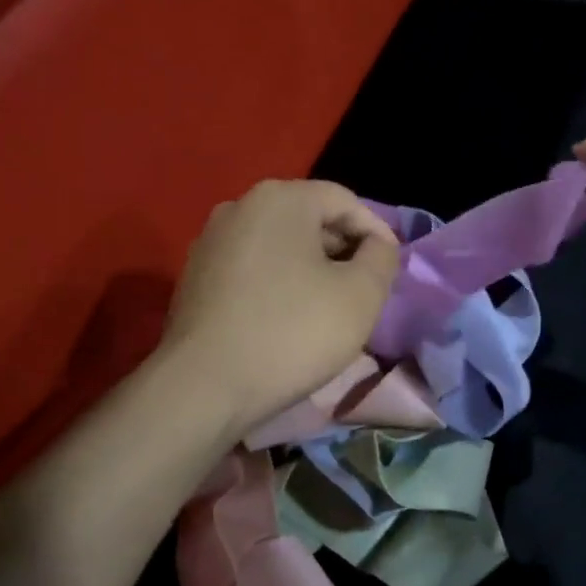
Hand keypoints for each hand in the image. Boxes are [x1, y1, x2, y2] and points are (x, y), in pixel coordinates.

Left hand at [160, 180, 399, 441]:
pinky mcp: (195, 277)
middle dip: (343, 252)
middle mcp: (239, 206)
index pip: (345, 201)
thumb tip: (376, 245)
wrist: (205, 387)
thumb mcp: (361, 295)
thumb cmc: (293, 333)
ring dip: (312, 270)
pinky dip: (279, 285)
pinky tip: (288, 320)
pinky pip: (253, 269)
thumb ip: (382, 258)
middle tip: (364, 291)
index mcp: (281, 198)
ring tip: (330, 308)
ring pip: (280, 246)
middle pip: (309, 219)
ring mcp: (210, 242)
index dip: (377, 233)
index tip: (391, 271)